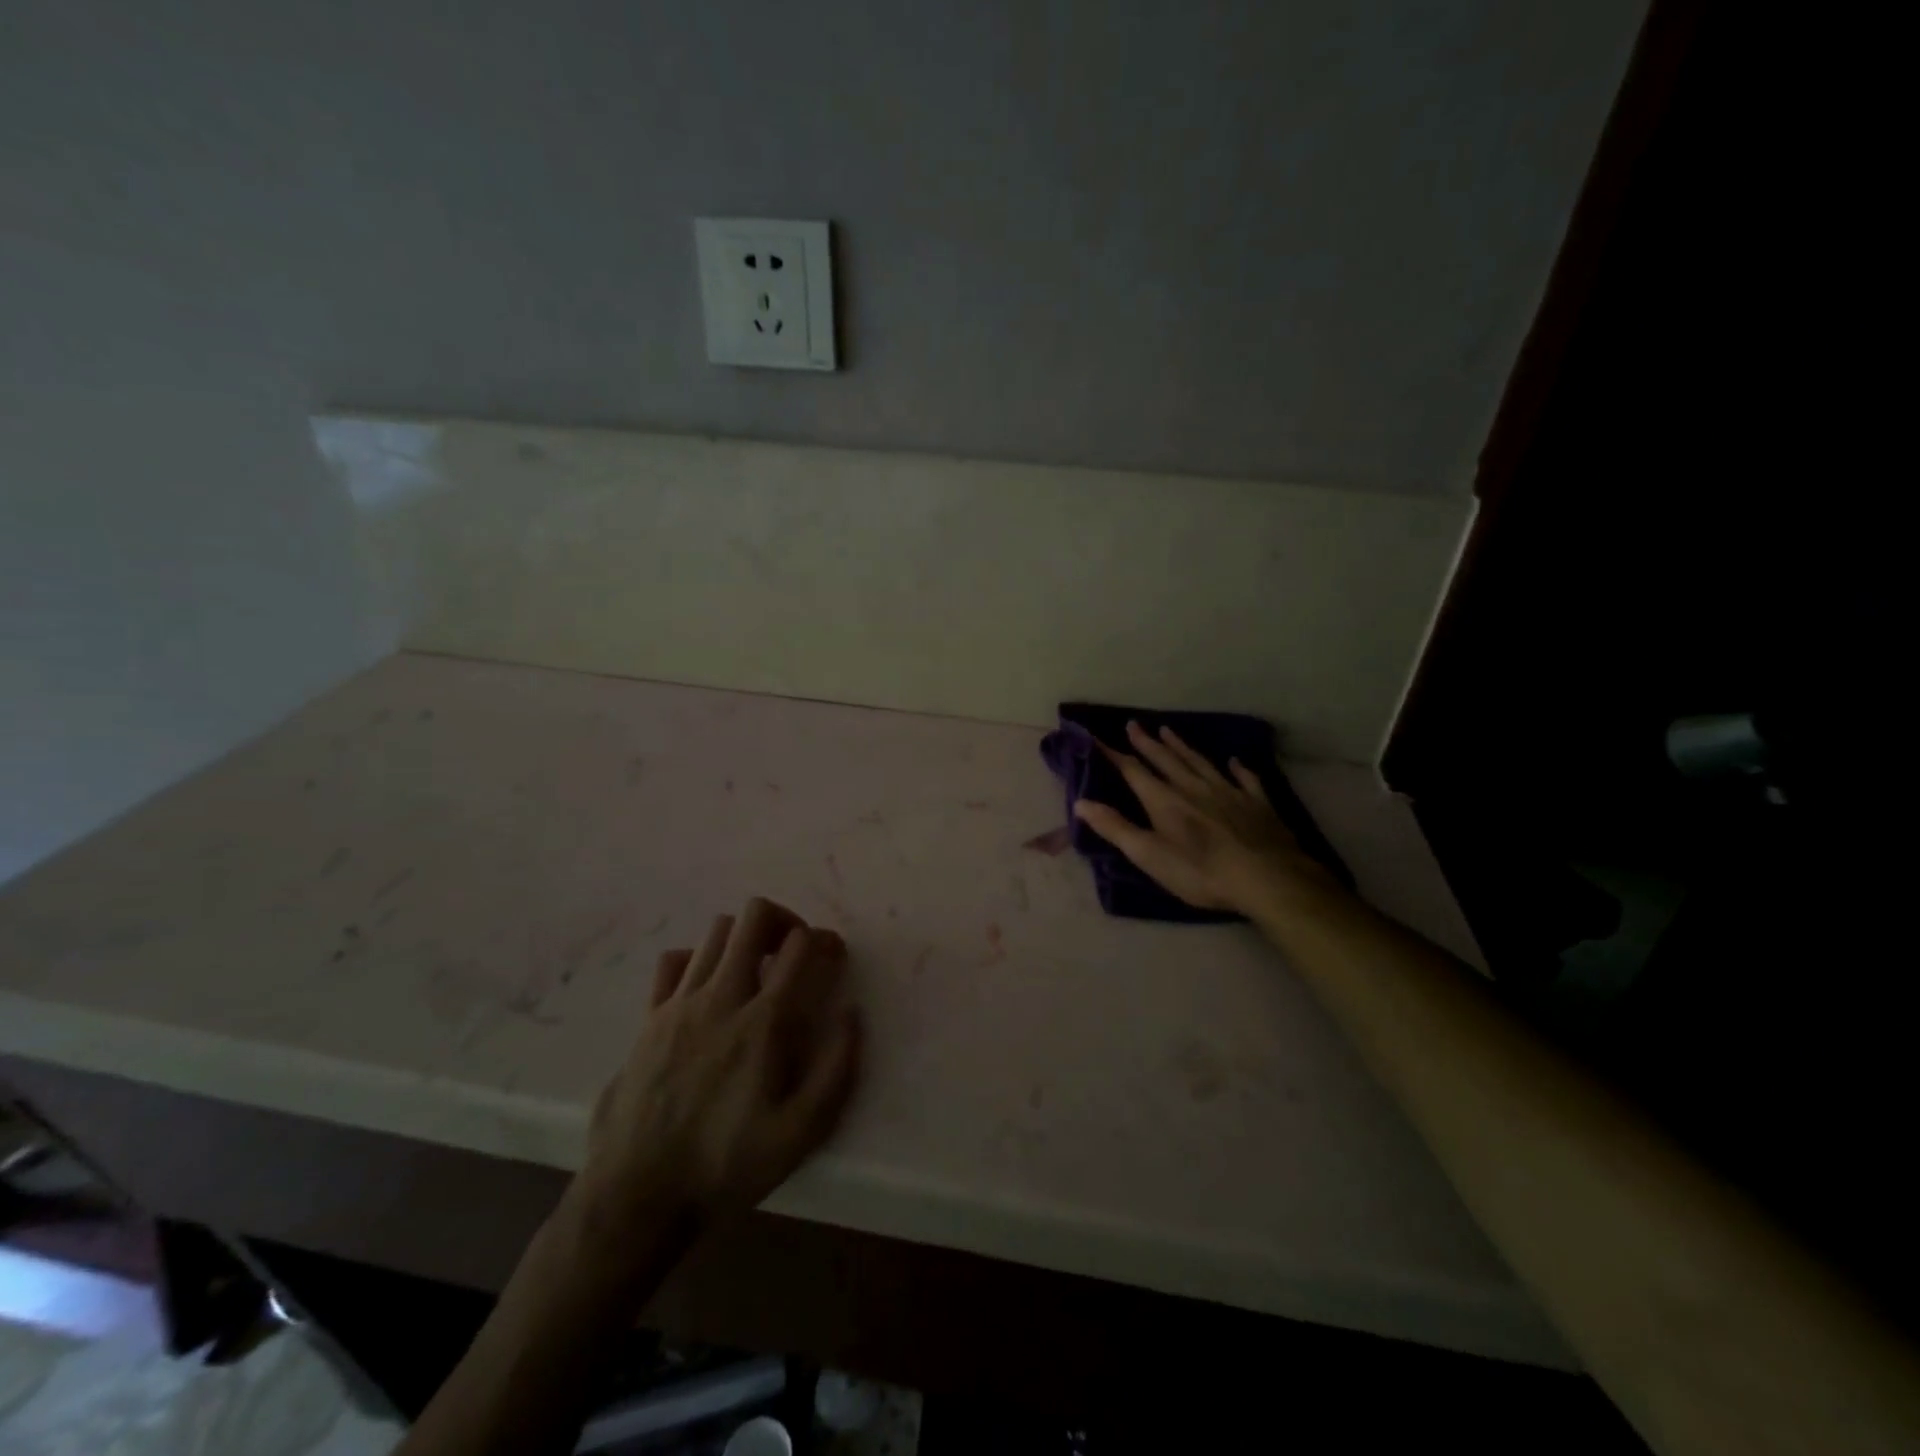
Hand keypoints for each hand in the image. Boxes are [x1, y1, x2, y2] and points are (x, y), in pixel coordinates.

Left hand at [573, 898, 861, 1246]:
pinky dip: (697, 959)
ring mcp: (679, 1003)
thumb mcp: (800, 1133)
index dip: (824, 940)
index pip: (799, 946)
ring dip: (745, 939)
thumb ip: (836, 1069)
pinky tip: (708, 988)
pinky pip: (674, 961)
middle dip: (784, 921)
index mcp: (763, 1023)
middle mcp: (721, 998)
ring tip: (756, 970)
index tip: (832, 958)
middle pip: (754, 918)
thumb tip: (852, 1014)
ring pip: (717, 932)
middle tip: (793, 952)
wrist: (636, 1196)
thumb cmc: (725, 1166)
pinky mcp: (648, 1018)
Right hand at [1073, 721, 1335, 914]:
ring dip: (1182, 746)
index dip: (1113, 754)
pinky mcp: (1257, 804)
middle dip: (1147, 743)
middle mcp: (1193, 787)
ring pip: (1200, 762)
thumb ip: (1115, 828)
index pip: (1133, 771)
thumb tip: (1080, 803)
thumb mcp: (1149, 855)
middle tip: (1134, 724)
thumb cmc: (1200, 871)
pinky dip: (1238, 768)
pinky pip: (1245, 779)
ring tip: (1169, 730)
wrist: (1267, 877)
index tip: (1097, 737)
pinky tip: (1234, 761)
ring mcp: (1228, 792)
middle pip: (1166, 760)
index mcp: (1164, 800)